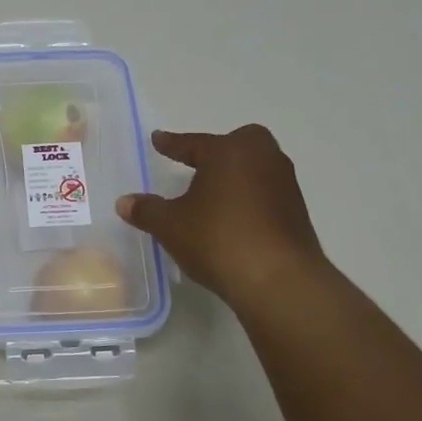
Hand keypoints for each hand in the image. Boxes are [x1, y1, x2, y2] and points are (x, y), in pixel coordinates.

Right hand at [116, 126, 330, 308]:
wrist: (279, 280)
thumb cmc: (219, 239)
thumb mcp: (171, 225)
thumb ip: (147, 210)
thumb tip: (124, 202)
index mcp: (230, 151)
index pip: (194, 143)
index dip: (172, 144)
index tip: (158, 140)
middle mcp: (263, 158)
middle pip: (237, 146)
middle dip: (217, 152)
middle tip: (197, 165)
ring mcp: (285, 185)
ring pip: (254, 170)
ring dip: (234, 178)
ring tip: (212, 196)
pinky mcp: (297, 212)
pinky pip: (265, 194)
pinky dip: (248, 200)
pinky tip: (233, 220)